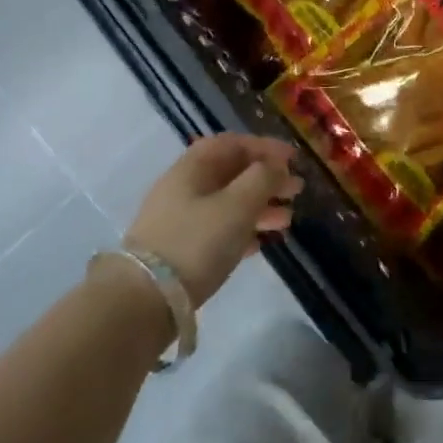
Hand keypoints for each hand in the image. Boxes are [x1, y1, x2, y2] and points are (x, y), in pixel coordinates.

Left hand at [124, 134, 302, 305]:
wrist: (145, 298)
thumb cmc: (197, 241)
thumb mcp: (237, 205)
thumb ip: (262, 179)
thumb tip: (276, 166)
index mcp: (193, 167)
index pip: (232, 144)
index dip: (265, 147)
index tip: (294, 159)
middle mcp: (184, 187)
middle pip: (231, 173)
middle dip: (266, 178)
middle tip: (297, 190)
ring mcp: (179, 219)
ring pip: (227, 203)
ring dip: (259, 206)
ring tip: (287, 220)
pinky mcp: (180, 250)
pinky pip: (218, 229)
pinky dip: (243, 230)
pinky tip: (261, 243)